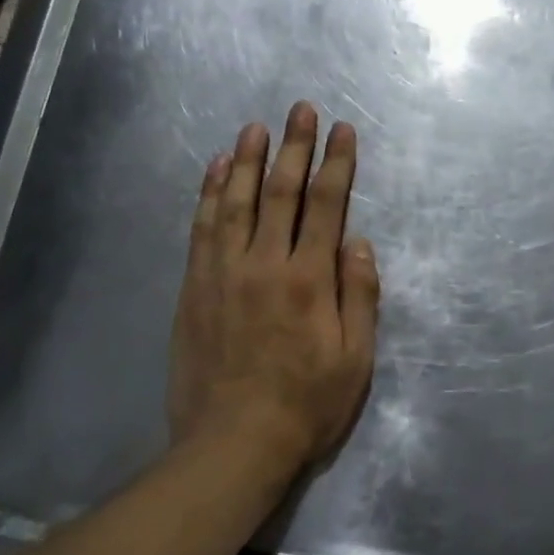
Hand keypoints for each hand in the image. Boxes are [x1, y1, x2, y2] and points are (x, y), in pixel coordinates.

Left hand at [167, 102, 379, 473]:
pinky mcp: (194, 287)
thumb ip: (359, 295)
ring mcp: (222, 273)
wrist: (231, 445)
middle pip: (279, 192)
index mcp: (308, 280)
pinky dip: (207, 194)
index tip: (343, 131)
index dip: (336, 164)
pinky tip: (213, 170)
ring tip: (255, 127)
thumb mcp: (355, 359)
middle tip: (300, 109)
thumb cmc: (305, 405)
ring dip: (245, 159)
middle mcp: (264, 264)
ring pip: (234, 201)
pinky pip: (201, 229)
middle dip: (293, 146)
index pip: (326, 206)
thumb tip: (357, 241)